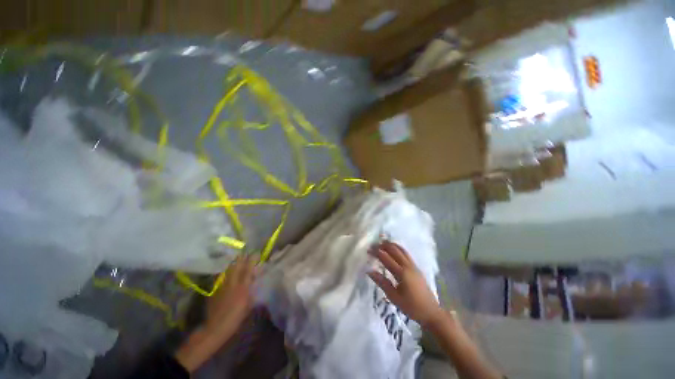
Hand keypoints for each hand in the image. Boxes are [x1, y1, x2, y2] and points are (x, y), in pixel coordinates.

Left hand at [205, 255, 256, 334]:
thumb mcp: (248, 306)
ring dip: (233, 263)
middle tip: (245, 252)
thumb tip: (253, 284)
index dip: (252, 260)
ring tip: (236, 258)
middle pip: (237, 267)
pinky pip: (222, 278)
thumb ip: (251, 293)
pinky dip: (226, 273)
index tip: (256, 253)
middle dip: (241, 258)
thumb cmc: (236, 318)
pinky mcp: (215, 291)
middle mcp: (232, 284)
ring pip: (228, 271)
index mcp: (242, 288)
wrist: (215, 327)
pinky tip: (227, 271)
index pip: (248, 270)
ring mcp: (222, 286)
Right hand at [368, 241, 443, 327]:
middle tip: (373, 245)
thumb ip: (382, 282)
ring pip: (401, 249)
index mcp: (401, 273)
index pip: (386, 258)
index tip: (368, 250)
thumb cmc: (411, 307)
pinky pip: (405, 253)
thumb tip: (369, 271)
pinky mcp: (416, 267)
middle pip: (394, 250)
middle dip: (383, 245)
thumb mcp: (394, 297)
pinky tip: (394, 250)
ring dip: (391, 245)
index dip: (376, 252)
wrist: (431, 312)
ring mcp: (413, 265)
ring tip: (382, 243)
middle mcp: (408, 266)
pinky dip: (398, 248)